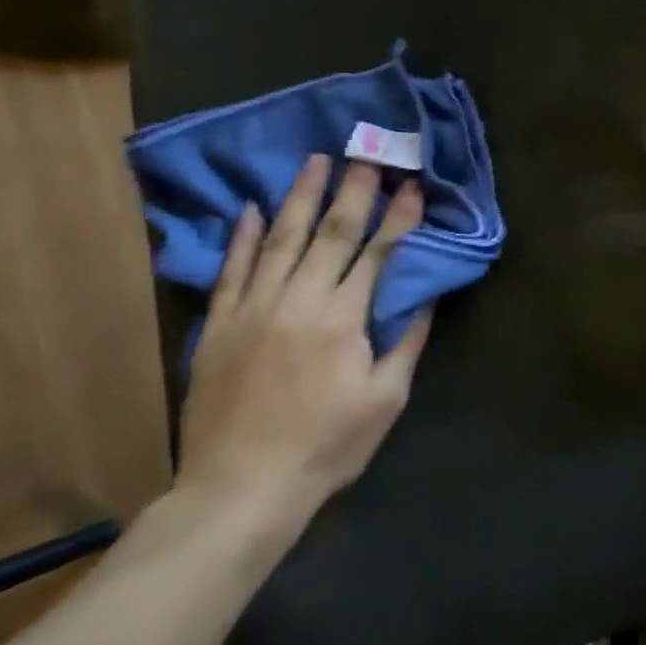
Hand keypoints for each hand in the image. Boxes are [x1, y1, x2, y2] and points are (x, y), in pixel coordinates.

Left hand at [175, 155, 432, 534]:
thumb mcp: (386, 399)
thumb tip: (426, 297)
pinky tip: (250, 207)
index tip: (413, 185)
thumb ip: (406, 341)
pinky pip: (231, 270)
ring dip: (300, 197)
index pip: (377, 252)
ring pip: (279, 239)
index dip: (398, 216)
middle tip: (367, 154)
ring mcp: (252, 310)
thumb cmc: (326, 446)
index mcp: (343, 319)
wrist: (239, 490)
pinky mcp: (219, 326)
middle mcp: (297, 301)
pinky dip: (241, 236)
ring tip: (316, 161)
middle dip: (354, 191)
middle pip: (330, 234)